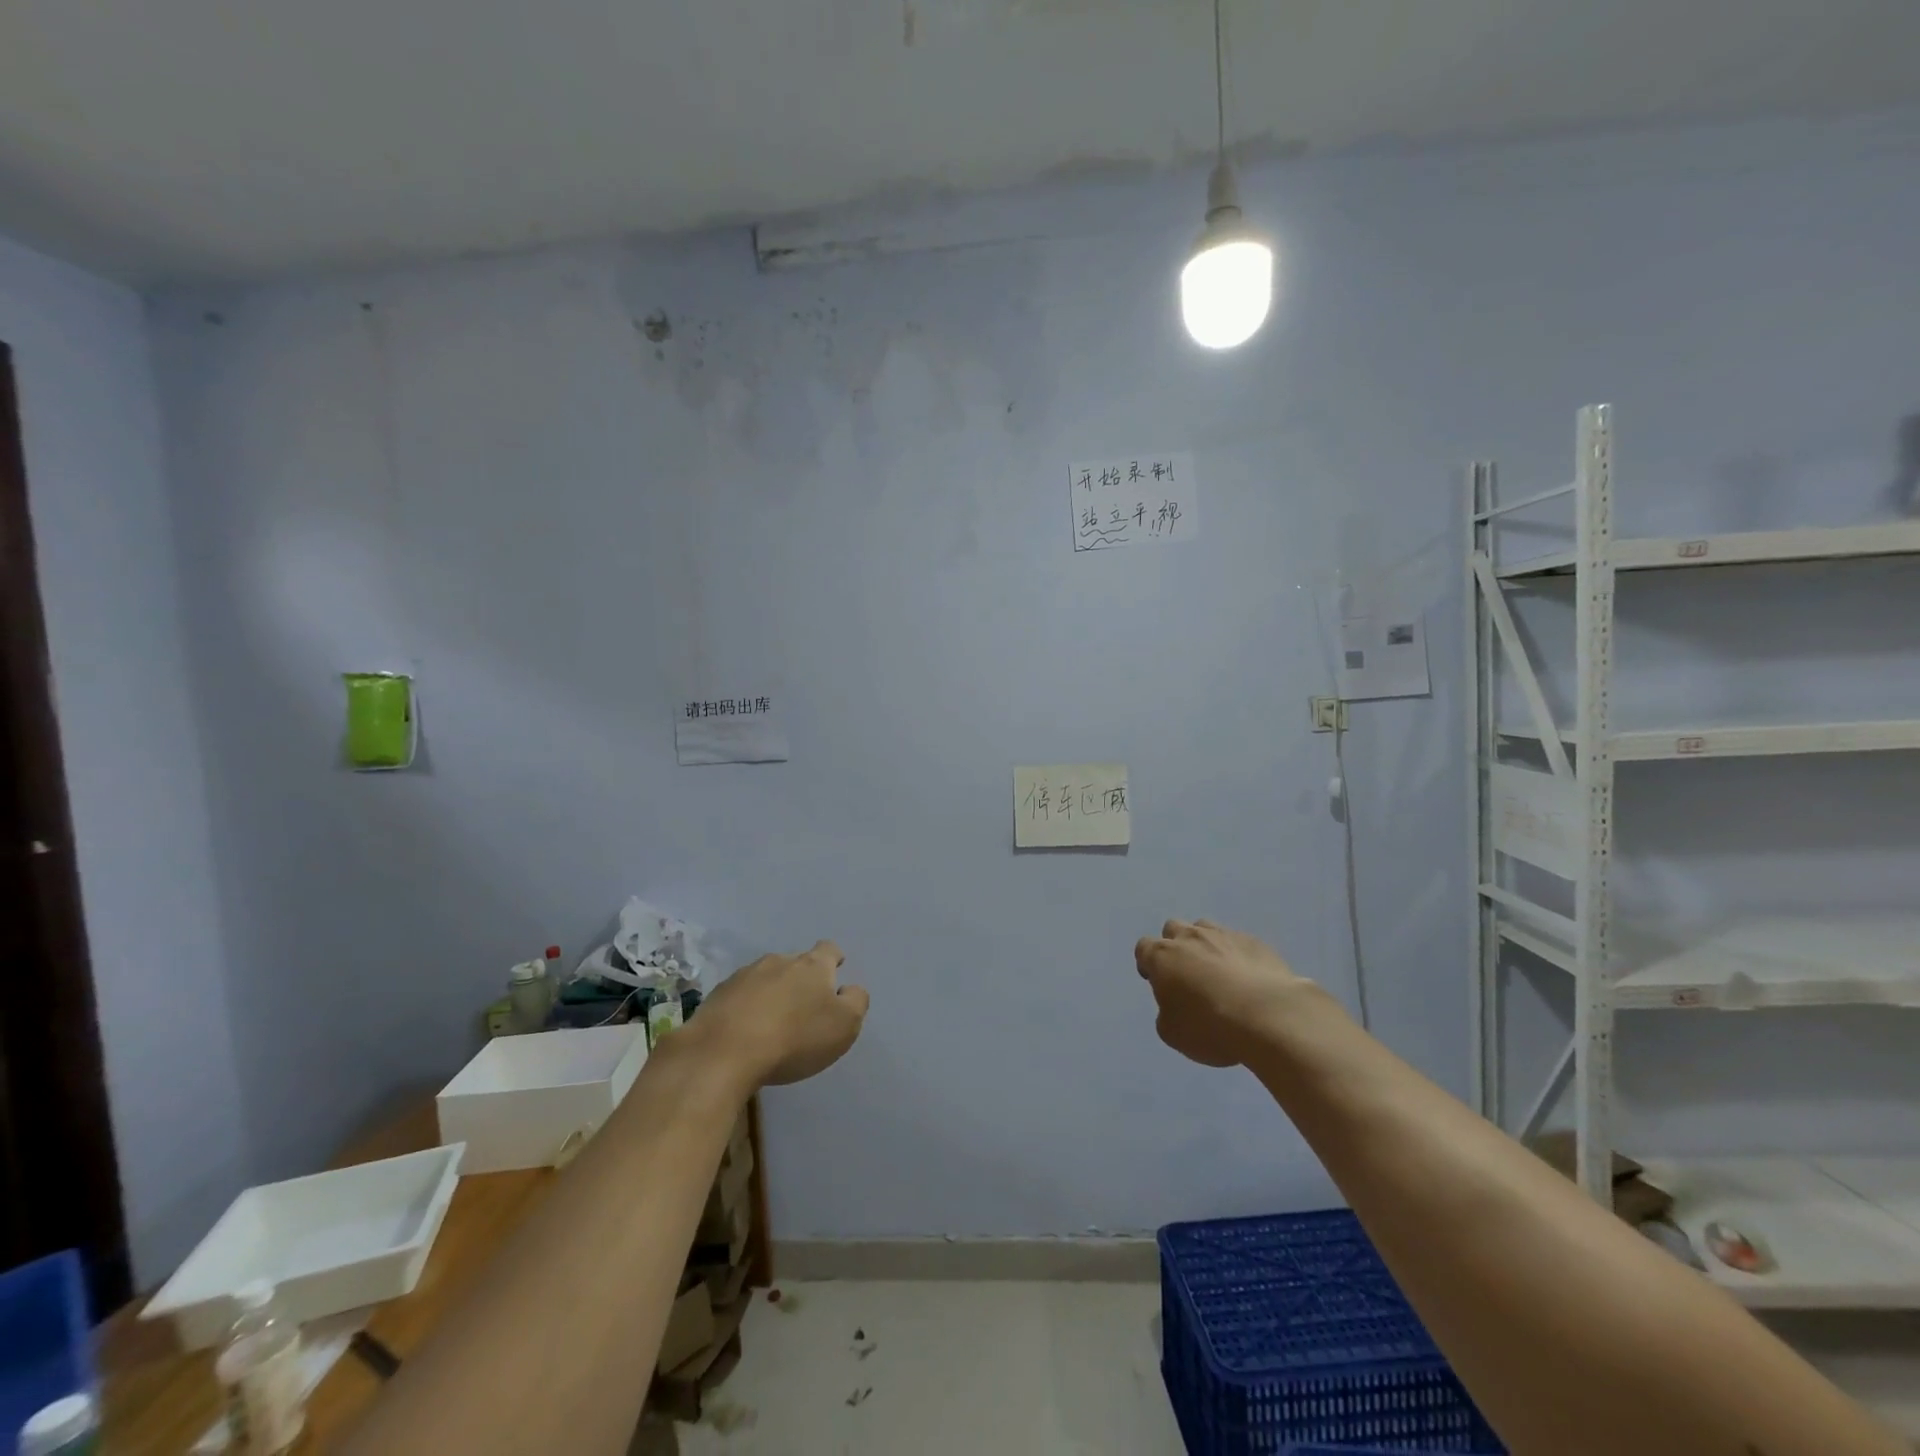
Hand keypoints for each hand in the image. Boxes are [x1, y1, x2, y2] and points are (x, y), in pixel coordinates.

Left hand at [691, 941, 869, 1088]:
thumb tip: (849, 989)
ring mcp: (744, 976)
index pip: (828, 949)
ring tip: (772, 1021)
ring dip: (771, 992)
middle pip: (795, 963)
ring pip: (765, 977)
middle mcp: (778, 961)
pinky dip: (745, 1008)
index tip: (836, 970)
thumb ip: (855, 1002)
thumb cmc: (795, 1038)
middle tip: (804, 1006)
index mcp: (812, 965)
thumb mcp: (843, 1025)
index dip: (834, 958)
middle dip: (801, 979)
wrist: (723, 1052)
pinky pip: (738, 996)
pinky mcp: (717, 996)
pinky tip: (744, 1031)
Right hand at [1135, 920, 1316, 1068]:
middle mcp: (1189, 937)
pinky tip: (1248, 979)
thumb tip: (1174, 1004)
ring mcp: (1224, 935)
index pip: (1143, 948)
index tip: (1158, 983)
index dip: (1148, 964)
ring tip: (1218, 973)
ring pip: (1205, 929)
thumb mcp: (1173, 1034)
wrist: (1269, 1016)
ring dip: (1205, 946)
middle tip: (1187, 975)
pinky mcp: (1255, 942)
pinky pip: (1238, 942)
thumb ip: (1166, 1013)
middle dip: (1176, 947)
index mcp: (1162, 956)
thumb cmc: (1211, 1027)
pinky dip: (1236, 956)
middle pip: (1173, 929)